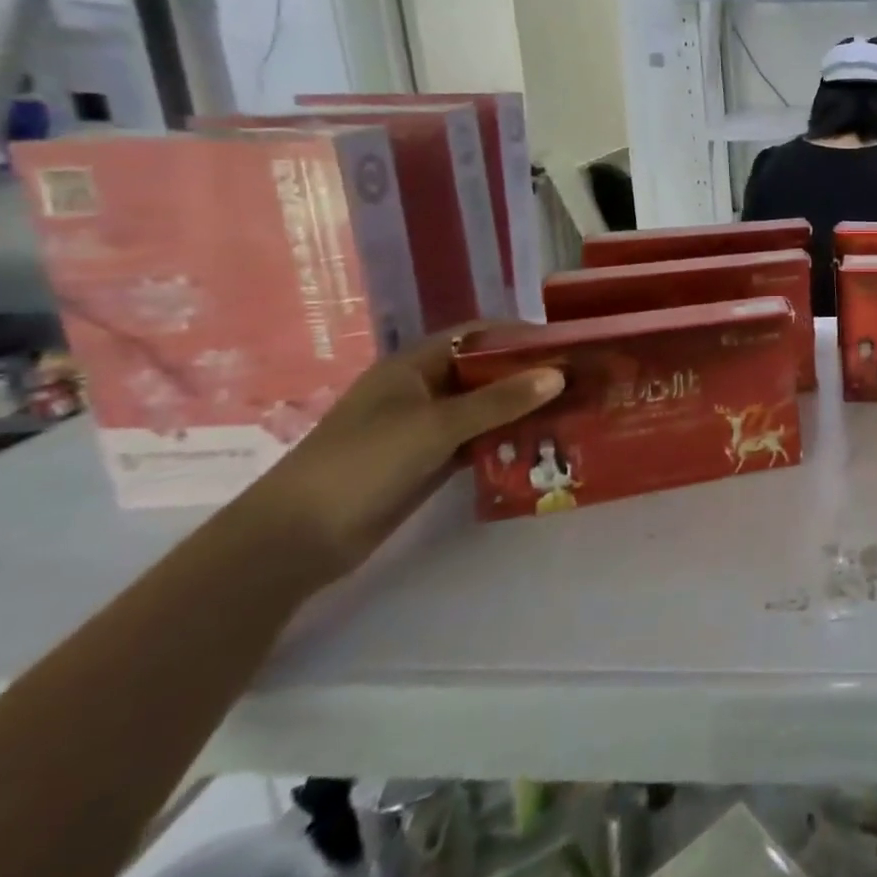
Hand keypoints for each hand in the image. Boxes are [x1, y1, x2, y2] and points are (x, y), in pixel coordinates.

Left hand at [237, 327, 563, 584]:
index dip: (520, 335)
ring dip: (522, 411)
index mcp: (414, 366)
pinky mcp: (429, 462)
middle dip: (530, 376)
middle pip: (486, 372)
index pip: (477, 335)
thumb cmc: (362, 464)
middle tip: (580, 383)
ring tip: (572, 414)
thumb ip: (499, 401)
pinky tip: (542, 446)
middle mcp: (423, 390)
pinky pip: (478, 441)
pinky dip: (507, 441)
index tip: (566, 346)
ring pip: (485, 409)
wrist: (295, 541)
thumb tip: (559, 374)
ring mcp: (425, 428)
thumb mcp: (435, 426)